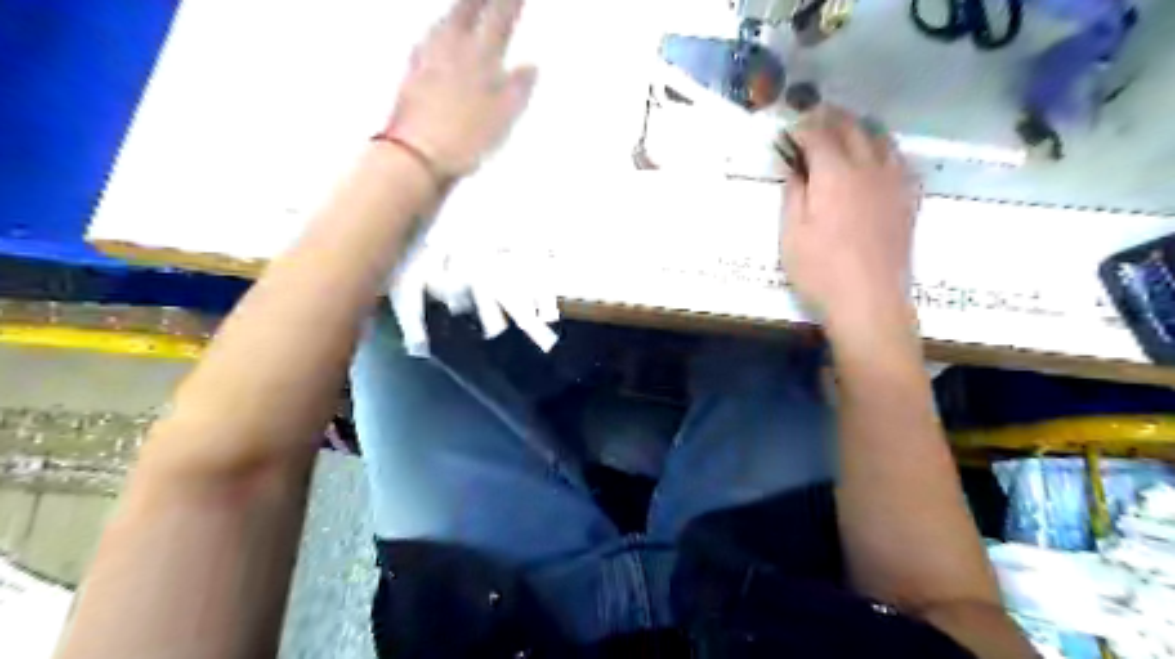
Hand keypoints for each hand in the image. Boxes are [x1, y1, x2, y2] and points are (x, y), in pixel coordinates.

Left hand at [382, 0, 536, 177]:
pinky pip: (426, 41)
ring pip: (444, 23)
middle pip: (466, 11)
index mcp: (481, 57)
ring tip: (464, 8)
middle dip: (480, 1)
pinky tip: (435, 37)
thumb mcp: (504, 116)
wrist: (417, 154)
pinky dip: (436, 31)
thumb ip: (519, 88)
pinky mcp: (411, 76)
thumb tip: (531, 67)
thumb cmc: (466, 137)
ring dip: (457, 10)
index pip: (500, 19)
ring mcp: (428, 60)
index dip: (510, 4)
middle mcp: (453, 49)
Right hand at [783, 104, 921, 330]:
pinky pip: (900, 161)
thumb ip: (793, 193)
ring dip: (860, 128)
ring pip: (881, 139)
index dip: (801, 127)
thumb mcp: (791, 233)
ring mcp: (894, 183)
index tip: (787, 128)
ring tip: (845, 130)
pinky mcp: (908, 200)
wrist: (869, 301)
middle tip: (813, 117)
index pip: (817, 134)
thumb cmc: (820, 270)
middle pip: (852, 128)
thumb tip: (795, 168)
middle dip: (830, 118)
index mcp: (835, 173)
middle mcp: (868, 168)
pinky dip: (884, 151)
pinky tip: (877, 159)